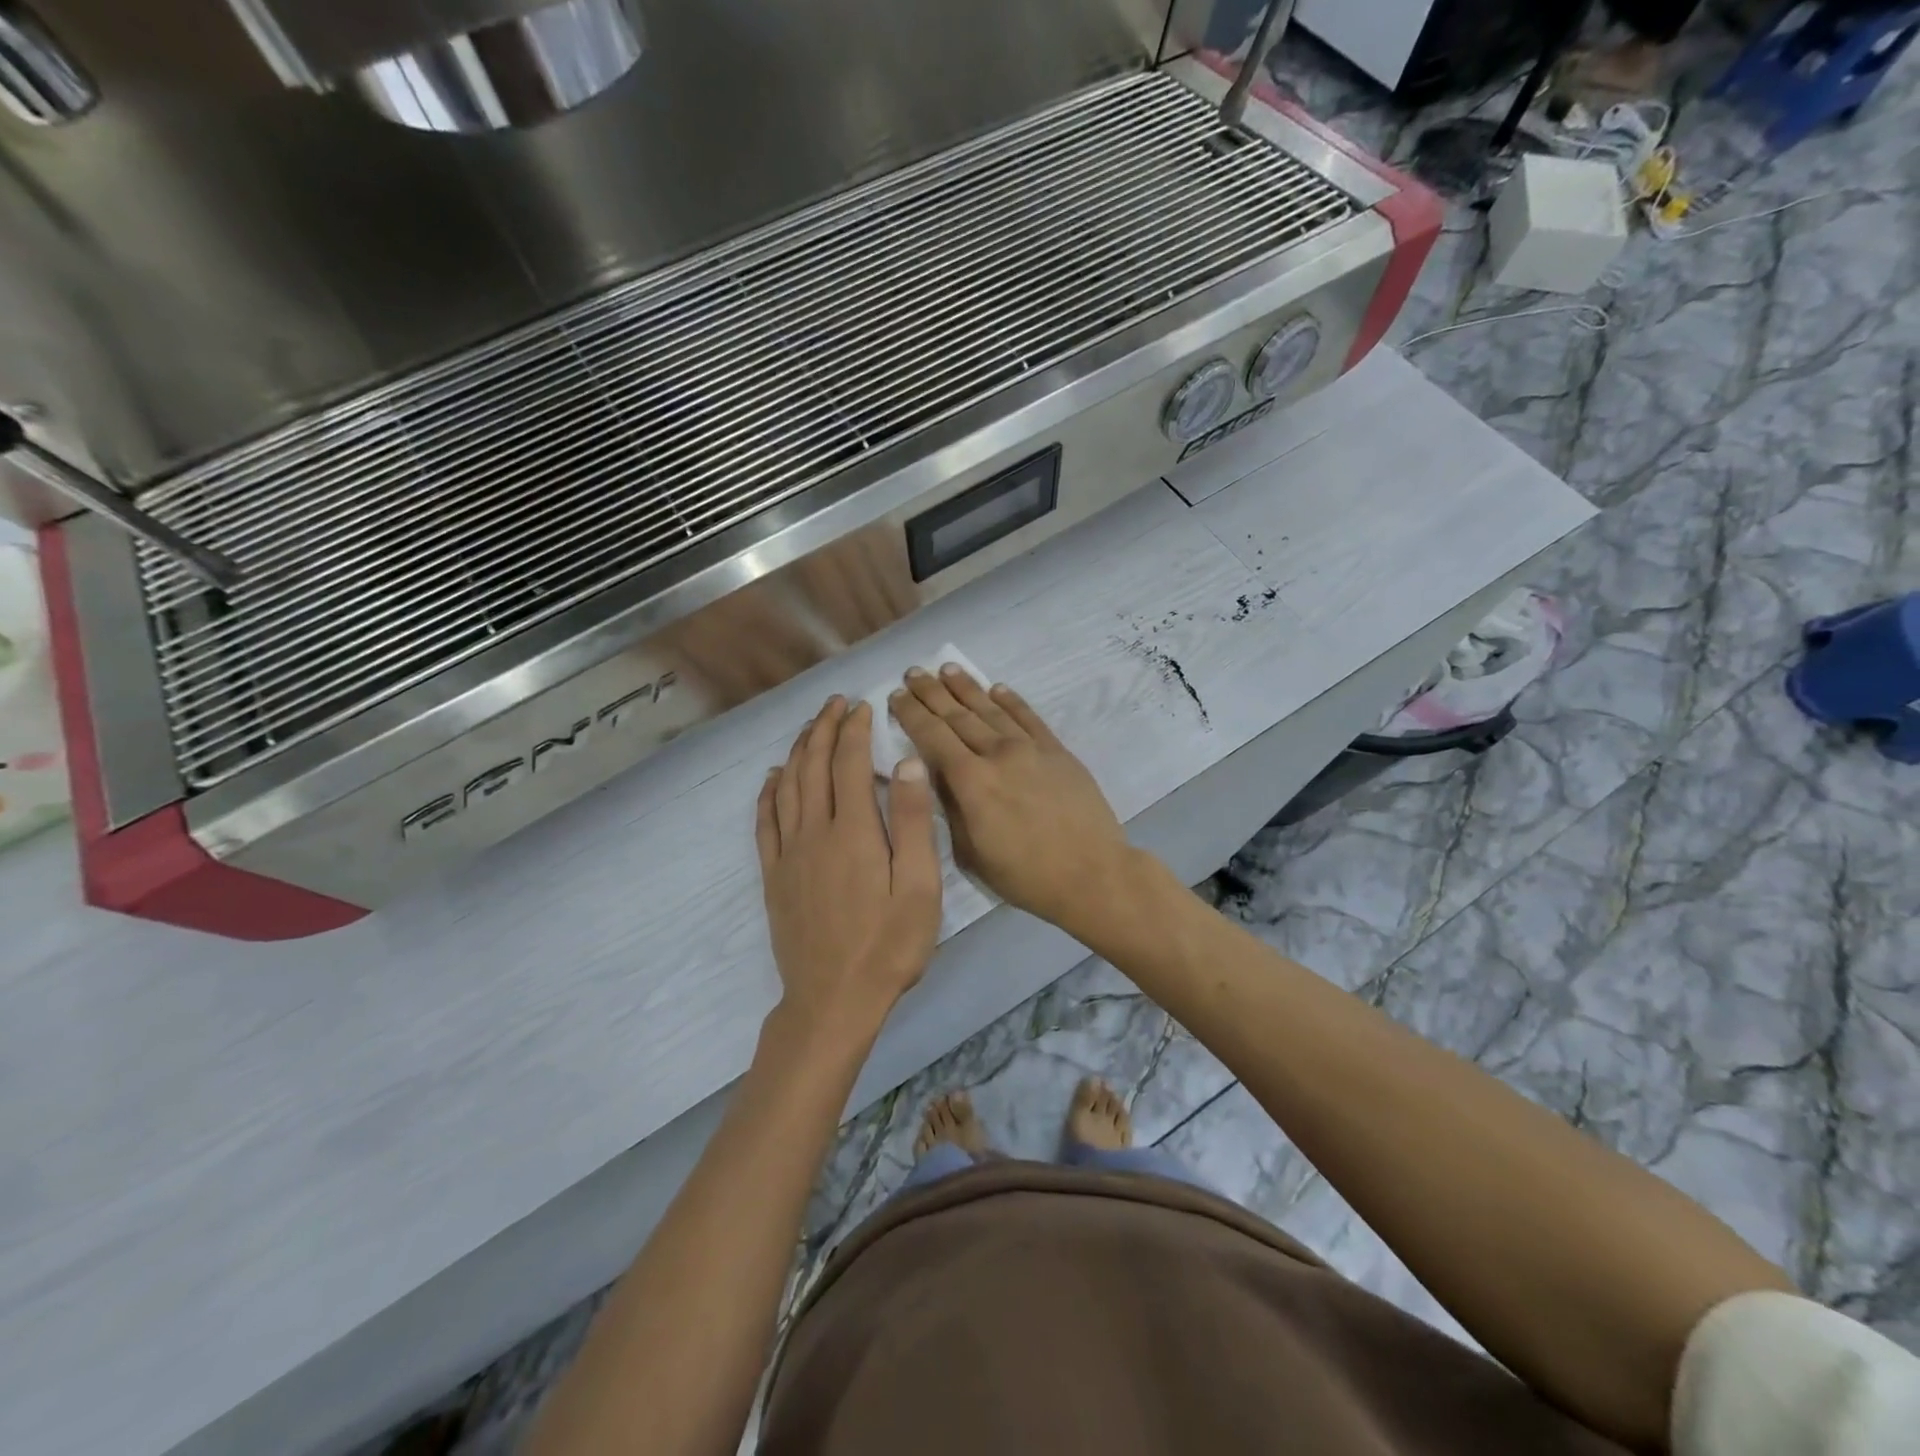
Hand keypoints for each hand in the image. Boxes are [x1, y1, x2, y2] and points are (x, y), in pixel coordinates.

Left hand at [756, 697, 941, 1045]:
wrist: (833, 1000)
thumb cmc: (888, 946)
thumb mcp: (920, 888)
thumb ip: (913, 823)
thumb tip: (907, 764)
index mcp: (854, 831)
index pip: (850, 763)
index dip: (855, 730)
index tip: (863, 707)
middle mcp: (814, 832)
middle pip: (814, 766)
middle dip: (825, 728)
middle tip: (836, 704)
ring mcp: (789, 854)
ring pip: (787, 786)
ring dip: (798, 750)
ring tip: (810, 727)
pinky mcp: (774, 876)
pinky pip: (765, 821)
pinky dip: (769, 792)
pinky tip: (774, 777)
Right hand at [889, 665, 1131, 933]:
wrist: (1091, 874)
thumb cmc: (1024, 875)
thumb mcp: (971, 852)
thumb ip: (950, 808)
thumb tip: (933, 775)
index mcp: (971, 781)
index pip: (932, 736)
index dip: (911, 713)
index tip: (895, 695)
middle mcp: (998, 754)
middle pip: (958, 715)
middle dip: (932, 693)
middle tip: (913, 673)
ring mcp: (1031, 749)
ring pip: (991, 709)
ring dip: (967, 688)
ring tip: (947, 669)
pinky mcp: (1057, 751)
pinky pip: (1029, 717)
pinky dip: (1011, 700)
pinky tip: (997, 688)